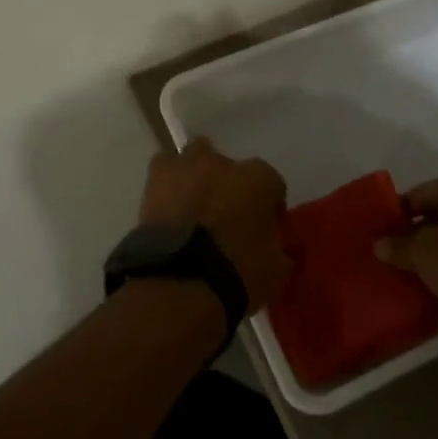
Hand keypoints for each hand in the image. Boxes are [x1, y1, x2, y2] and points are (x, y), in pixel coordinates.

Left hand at [139, 138, 289, 311]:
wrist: (180, 282)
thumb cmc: (236, 276)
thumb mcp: (274, 273)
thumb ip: (279, 253)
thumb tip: (280, 252)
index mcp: (261, 179)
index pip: (273, 185)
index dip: (268, 207)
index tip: (264, 228)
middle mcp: (226, 163)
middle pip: (231, 166)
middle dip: (229, 184)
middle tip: (225, 216)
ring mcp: (189, 166)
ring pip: (195, 156)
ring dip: (197, 174)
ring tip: (192, 204)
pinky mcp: (156, 176)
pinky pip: (164, 169)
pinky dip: (167, 183)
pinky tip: (167, 205)